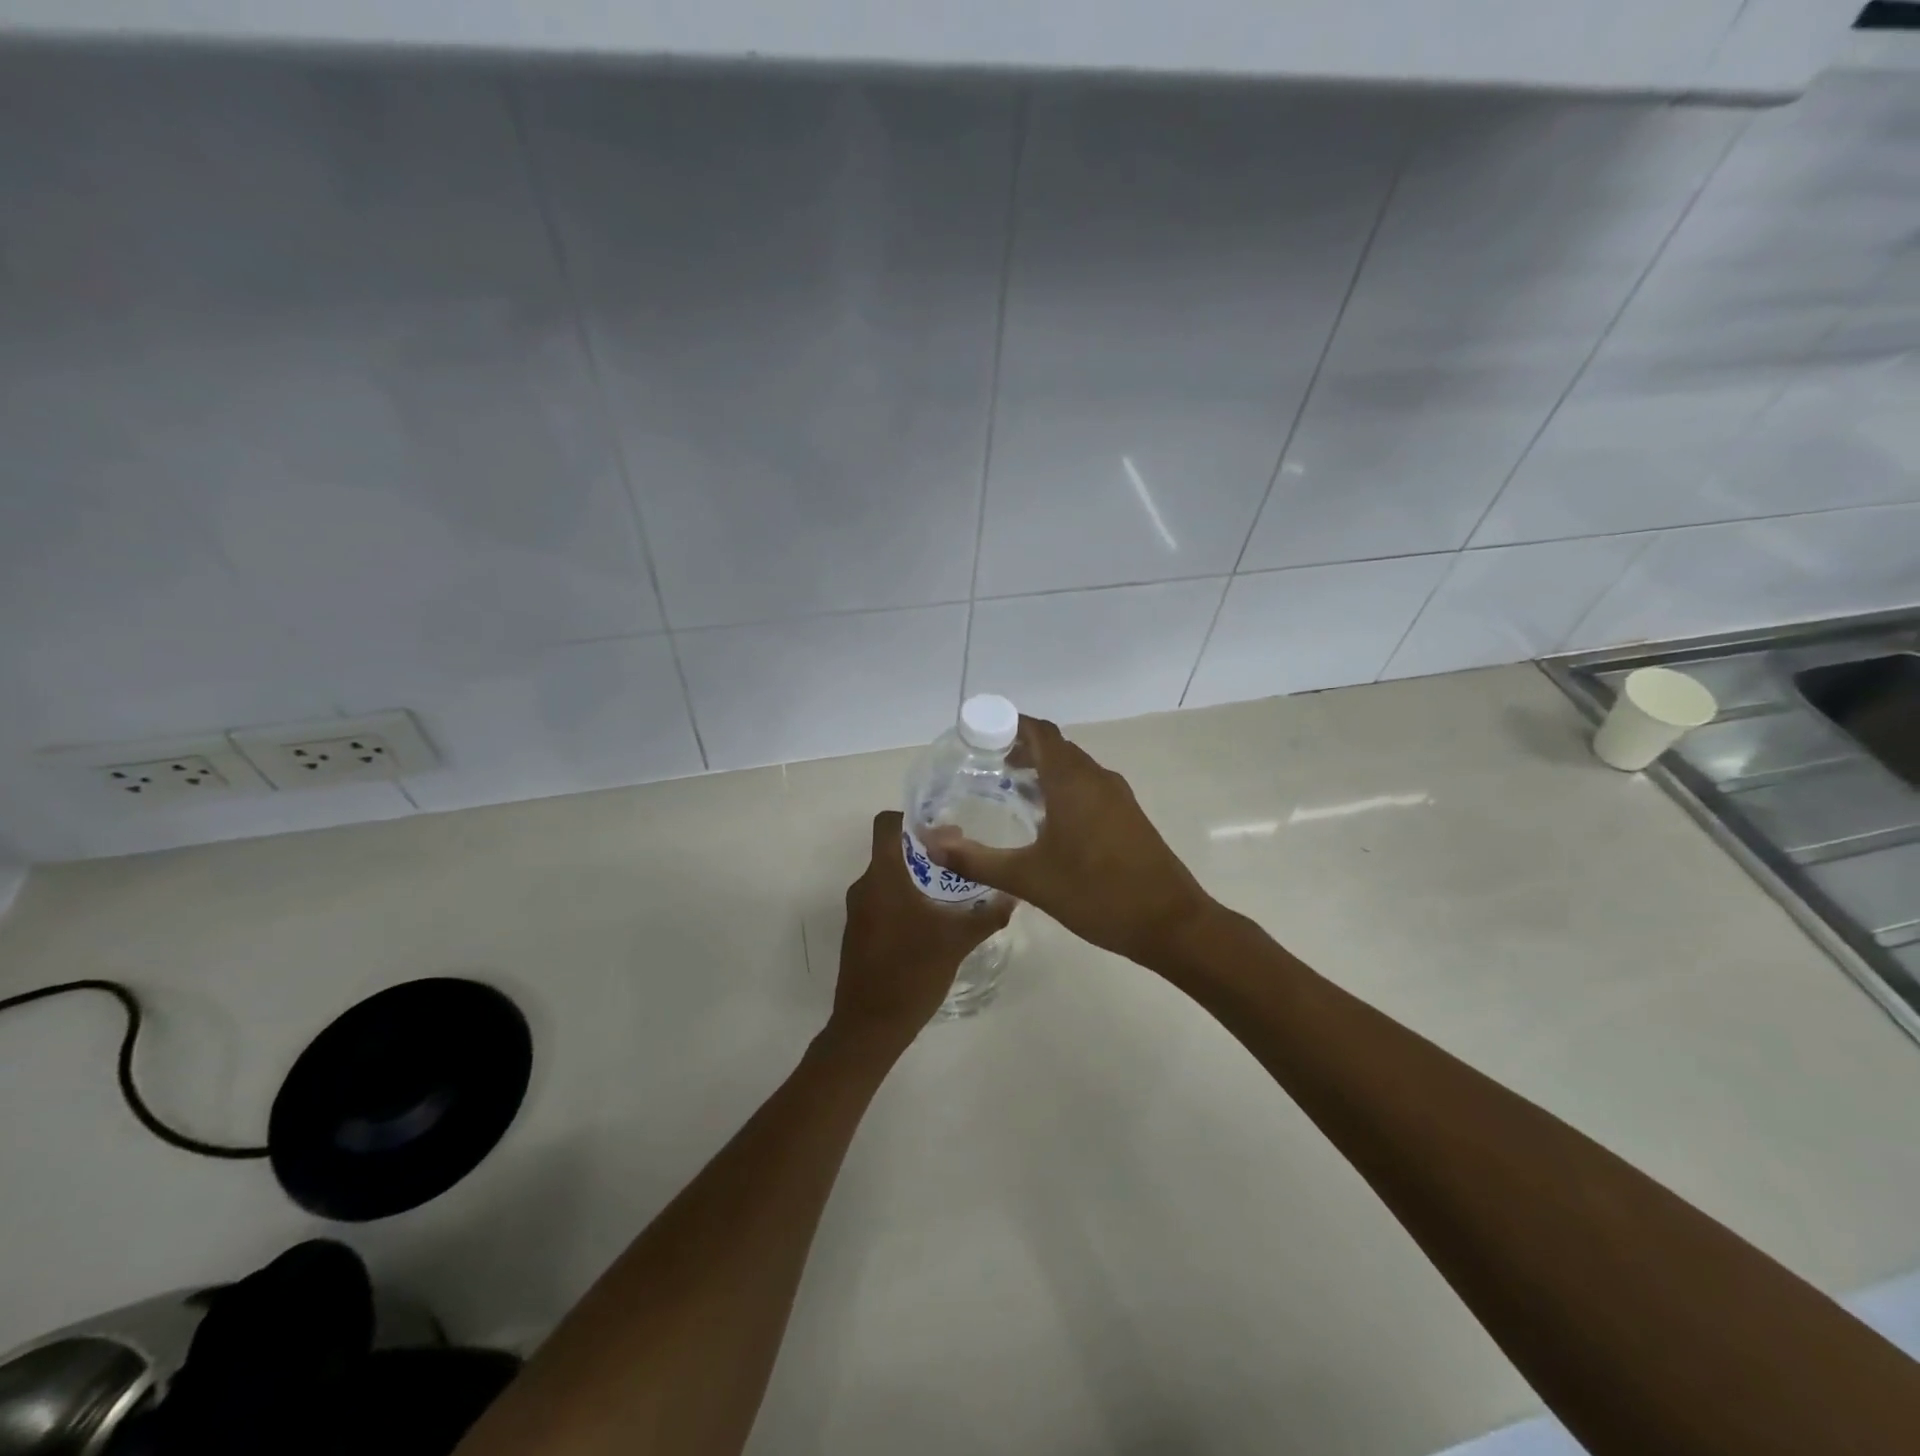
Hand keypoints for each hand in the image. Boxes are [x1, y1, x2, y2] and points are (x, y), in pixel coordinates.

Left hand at [830, 811, 1013, 1050]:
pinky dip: (907, 897)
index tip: (946, 830)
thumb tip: (1014, 895)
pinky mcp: (860, 932)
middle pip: (893, 849)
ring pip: (889, 876)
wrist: (869, 1027)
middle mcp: (865, 886)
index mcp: (883, 876)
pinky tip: (935, 918)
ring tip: (954, 889)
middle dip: (927, 849)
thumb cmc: (911, 973)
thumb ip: (987, 915)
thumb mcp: (957, 941)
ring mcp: (859, 910)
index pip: (888, 824)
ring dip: (919, 875)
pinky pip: (884, 899)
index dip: (914, 818)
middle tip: (963, 858)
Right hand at [924, 717, 1211, 967]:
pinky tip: (1044, 820)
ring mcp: (1117, 797)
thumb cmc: (1097, 894)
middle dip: (1019, 748)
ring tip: (1006, 789)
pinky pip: (1087, 787)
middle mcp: (1097, 778)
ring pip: (1073, 768)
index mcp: (1073, 781)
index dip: (1008, 725)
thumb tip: (931, 843)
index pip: (1039, 732)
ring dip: (1041, 770)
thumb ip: (976, 860)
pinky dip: (1061, 788)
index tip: (976, 736)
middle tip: (982, 766)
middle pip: (1055, 747)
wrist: (1170, 923)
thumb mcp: (1029, 879)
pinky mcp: (1127, 817)